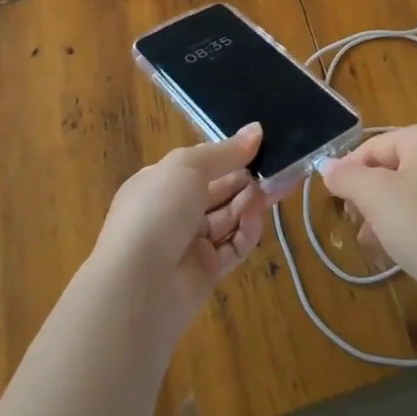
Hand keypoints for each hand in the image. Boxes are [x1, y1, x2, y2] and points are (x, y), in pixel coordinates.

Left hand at [91, 124, 266, 340]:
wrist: (138, 285)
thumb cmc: (157, 210)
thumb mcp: (188, 167)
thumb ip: (226, 151)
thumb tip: (257, 129)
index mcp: (160, 182)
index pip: (200, 164)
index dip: (228, 154)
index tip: (259, 144)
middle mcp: (173, 212)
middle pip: (218, 190)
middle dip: (246, 178)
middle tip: (278, 168)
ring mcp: (189, 244)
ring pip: (228, 217)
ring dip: (250, 202)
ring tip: (273, 188)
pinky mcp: (206, 272)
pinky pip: (233, 246)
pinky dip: (247, 230)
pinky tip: (257, 216)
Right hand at [319, 123, 416, 327]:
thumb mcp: (377, 197)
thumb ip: (347, 177)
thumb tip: (326, 166)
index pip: (372, 147)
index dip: (348, 173)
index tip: (335, 204)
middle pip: (390, 168)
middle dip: (367, 197)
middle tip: (355, 225)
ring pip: (406, 193)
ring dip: (383, 215)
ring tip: (370, 243)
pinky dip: (406, 226)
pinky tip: (394, 251)